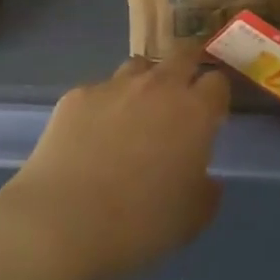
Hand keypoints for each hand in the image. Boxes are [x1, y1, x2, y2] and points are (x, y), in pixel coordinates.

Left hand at [0, 44, 229, 279]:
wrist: (62, 223)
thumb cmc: (139, 225)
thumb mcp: (191, 220)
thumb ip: (206, 191)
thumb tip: (206, 178)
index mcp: (195, 113)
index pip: (217, 82)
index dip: (216, 95)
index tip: (211, 114)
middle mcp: (158, 87)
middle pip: (182, 55)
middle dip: (187, 67)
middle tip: (182, 94)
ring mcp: (114, 86)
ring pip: (139, 66)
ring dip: (145, 81)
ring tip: (136, 111)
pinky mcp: (77, 95)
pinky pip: (100, 89)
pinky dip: (104, 104)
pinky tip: (92, 133)